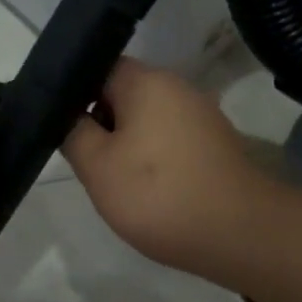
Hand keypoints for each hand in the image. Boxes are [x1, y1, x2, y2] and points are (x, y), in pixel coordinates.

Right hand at [62, 58, 280, 278]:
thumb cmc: (159, 194)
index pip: (98, 67)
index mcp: (146, 81)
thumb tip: (70, 116)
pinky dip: (153, 158)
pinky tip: (147, 190)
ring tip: (112, 180)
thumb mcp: (97, 166)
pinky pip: (170, 139)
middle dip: (100, 123)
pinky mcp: (214, 144)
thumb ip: (73, 133)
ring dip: (126, 144)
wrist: (241, 233)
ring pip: (146, 119)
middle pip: (123, 93)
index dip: (74, 93)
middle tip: (82, 158)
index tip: (60, 125)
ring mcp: (201, 115)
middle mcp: (177, 87)